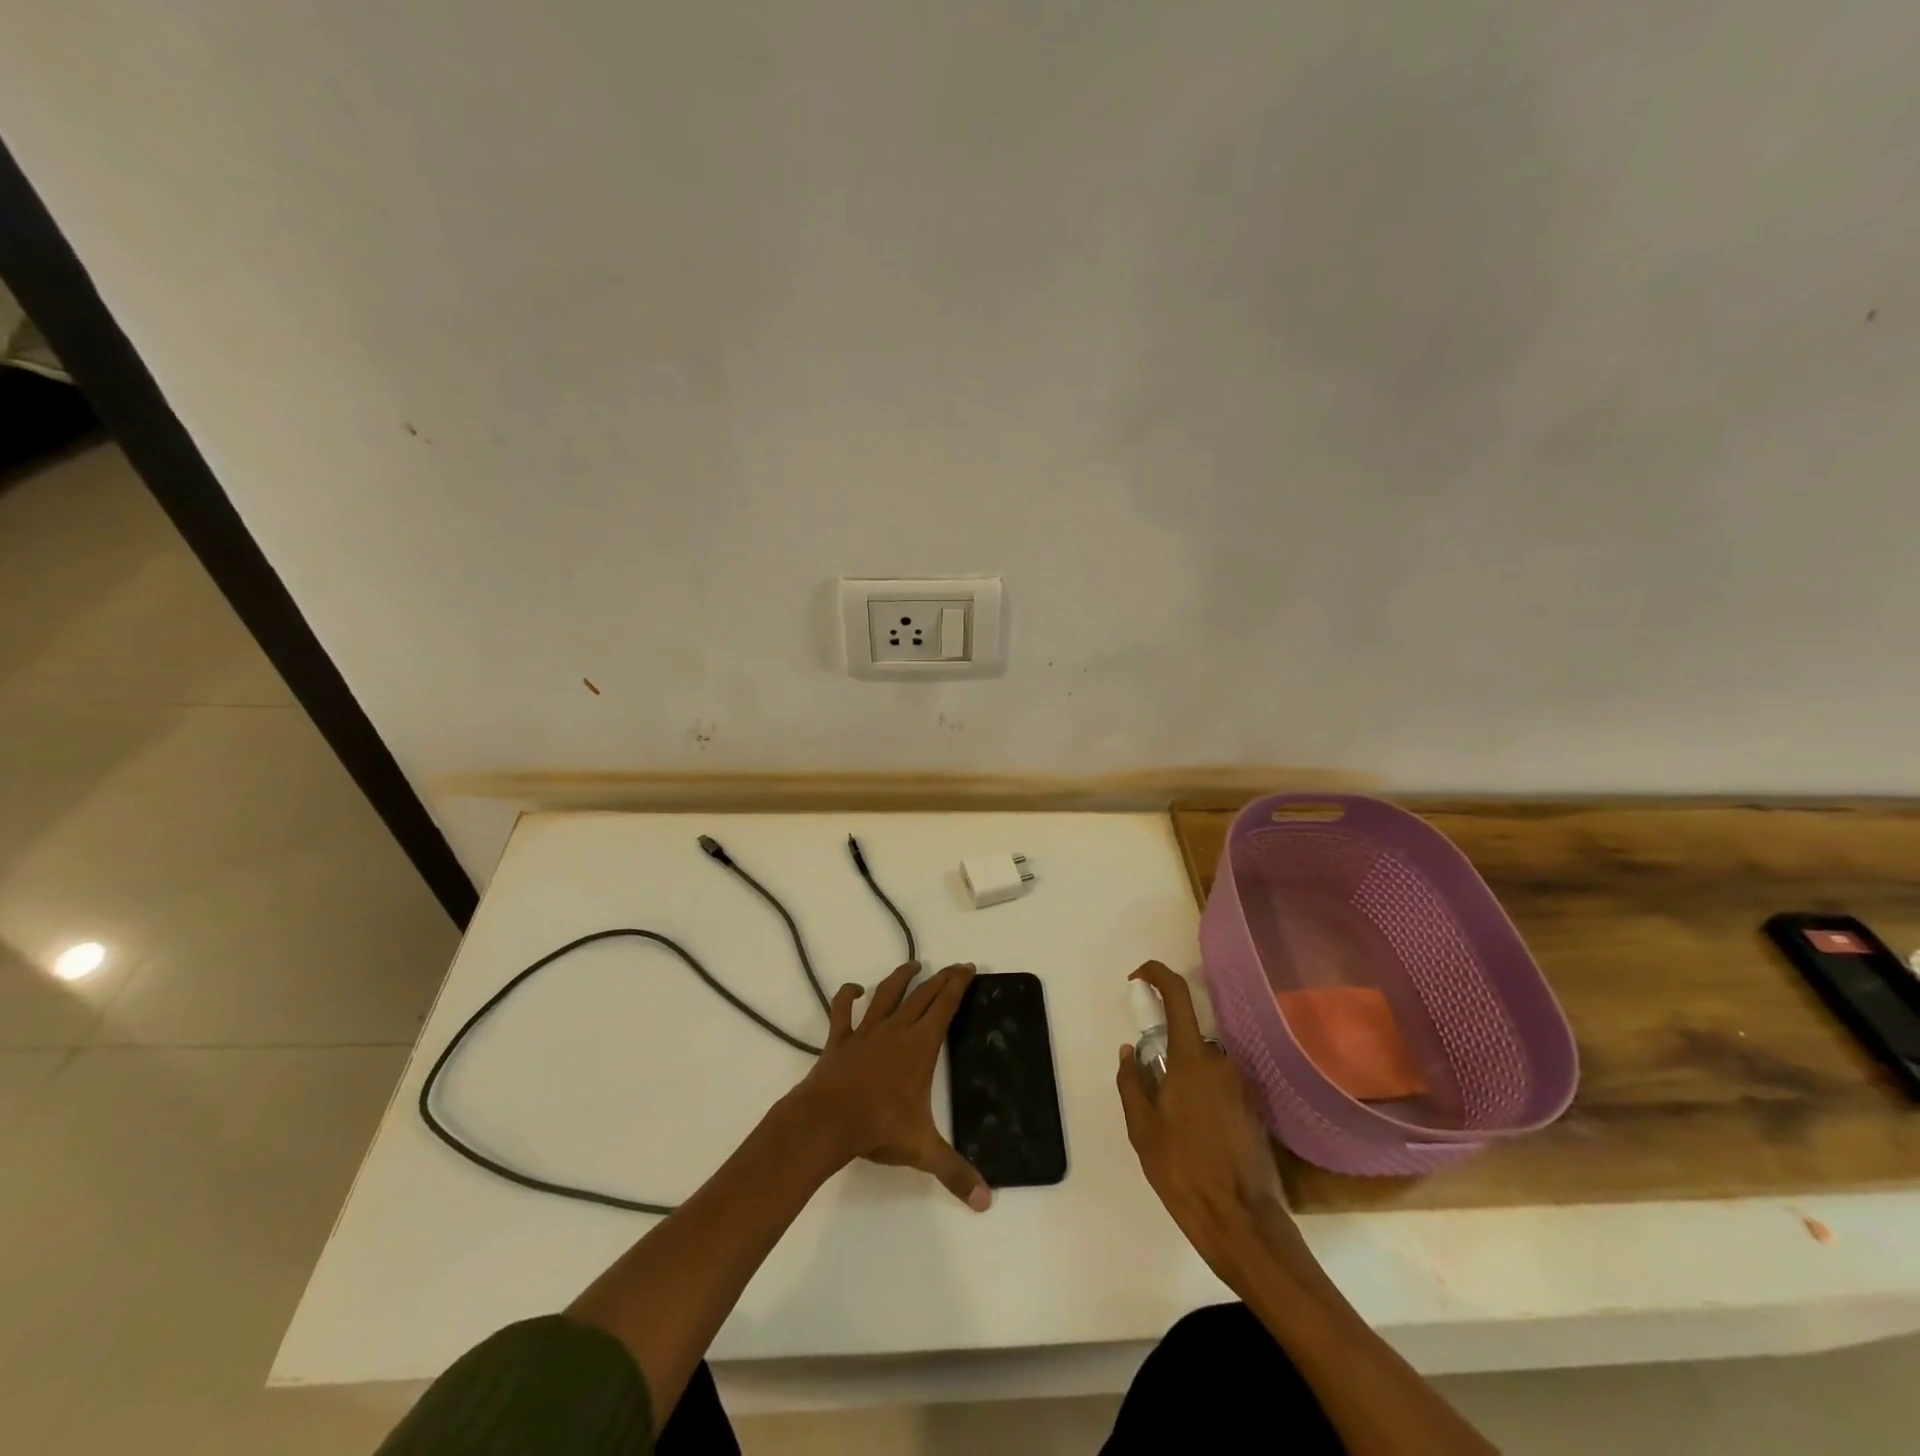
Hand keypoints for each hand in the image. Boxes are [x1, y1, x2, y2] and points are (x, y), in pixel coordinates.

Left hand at [788, 961, 990, 1210]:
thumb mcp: (922, 1150)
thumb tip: (987, 1201)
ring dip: (900, 977)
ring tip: (912, 964)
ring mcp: (866, 1031)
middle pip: (922, 995)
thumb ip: (955, 1172)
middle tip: (953, 967)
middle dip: (940, 978)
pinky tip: (854, 990)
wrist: (826, 1121)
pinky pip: (843, 1011)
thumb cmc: (878, 1128)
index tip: (968, 968)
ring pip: (887, 994)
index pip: (944, 1006)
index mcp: (920, 1046)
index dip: (958, 985)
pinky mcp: (840, 1040)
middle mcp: (896, 1030)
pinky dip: (847, 996)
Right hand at [1115, 961, 1306, 1283]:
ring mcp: (1242, 1086)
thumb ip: (1131, 1081)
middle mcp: (1222, 1063)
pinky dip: (1205, 1097)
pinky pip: (1221, 1086)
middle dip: (1167, 1052)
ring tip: (1174, 1125)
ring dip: (1187, 1079)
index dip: (1157, 975)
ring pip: (1205, 1065)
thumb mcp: (1142, 1129)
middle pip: (1189, 1037)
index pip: (1177, 995)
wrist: (1241, 1223)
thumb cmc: (1183, 1171)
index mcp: (1192, 1060)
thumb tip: (1130, 1051)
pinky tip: (1197, 1137)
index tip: (1137, 979)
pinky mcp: (1254, 1109)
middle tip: (1151, 1090)